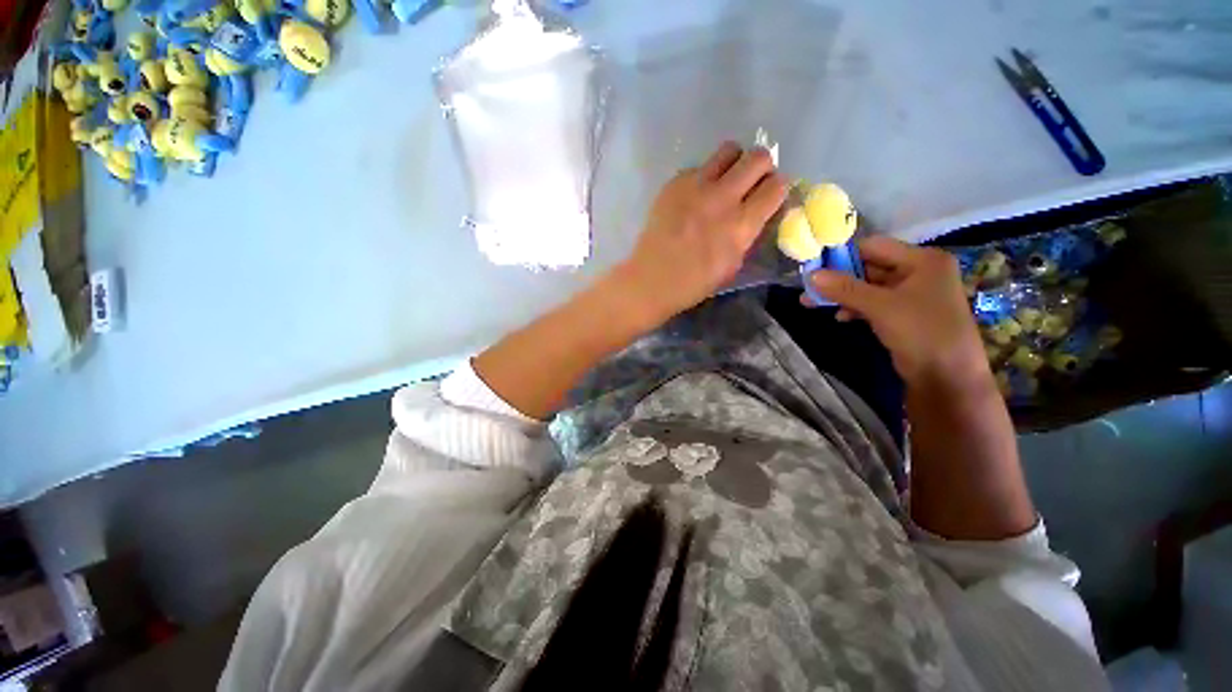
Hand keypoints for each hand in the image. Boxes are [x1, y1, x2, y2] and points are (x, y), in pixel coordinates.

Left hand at [616, 142, 787, 324]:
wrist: (651, 279)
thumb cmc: (693, 283)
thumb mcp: (732, 265)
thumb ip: (747, 234)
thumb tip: (755, 214)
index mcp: (741, 225)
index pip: (777, 186)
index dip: (778, 188)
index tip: (770, 195)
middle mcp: (723, 198)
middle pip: (758, 157)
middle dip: (762, 167)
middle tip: (751, 183)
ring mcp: (696, 186)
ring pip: (729, 150)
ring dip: (734, 163)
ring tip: (725, 181)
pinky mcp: (675, 183)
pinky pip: (698, 166)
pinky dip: (703, 177)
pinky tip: (693, 198)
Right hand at [805, 236, 989, 389]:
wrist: (947, 376)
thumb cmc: (921, 332)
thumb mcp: (880, 306)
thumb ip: (844, 288)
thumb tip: (810, 275)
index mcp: (922, 260)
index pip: (874, 247)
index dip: (843, 256)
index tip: (815, 268)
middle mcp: (918, 271)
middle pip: (869, 266)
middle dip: (838, 278)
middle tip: (809, 288)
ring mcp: (912, 293)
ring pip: (868, 286)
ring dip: (842, 295)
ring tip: (812, 303)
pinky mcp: (904, 313)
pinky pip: (873, 302)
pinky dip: (855, 307)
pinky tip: (840, 317)